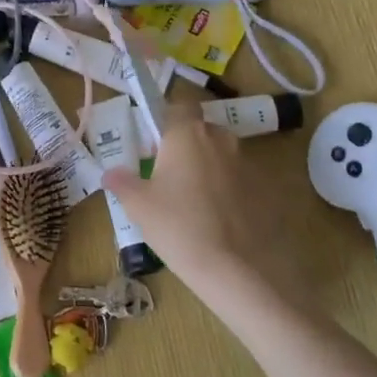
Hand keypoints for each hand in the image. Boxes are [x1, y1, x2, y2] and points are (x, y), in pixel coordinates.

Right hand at [104, 104, 301, 310]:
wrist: (236, 270)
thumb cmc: (179, 226)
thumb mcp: (138, 205)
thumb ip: (122, 182)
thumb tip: (111, 172)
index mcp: (187, 133)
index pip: (177, 106)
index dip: (164, 121)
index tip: (151, 145)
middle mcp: (220, 139)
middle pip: (199, 131)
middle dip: (184, 147)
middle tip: (166, 177)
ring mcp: (246, 163)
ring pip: (219, 156)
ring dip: (206, 170)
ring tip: (191, 203)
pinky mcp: (264, 189)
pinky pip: (237, 181)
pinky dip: (226, 192)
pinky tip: (215, 220)